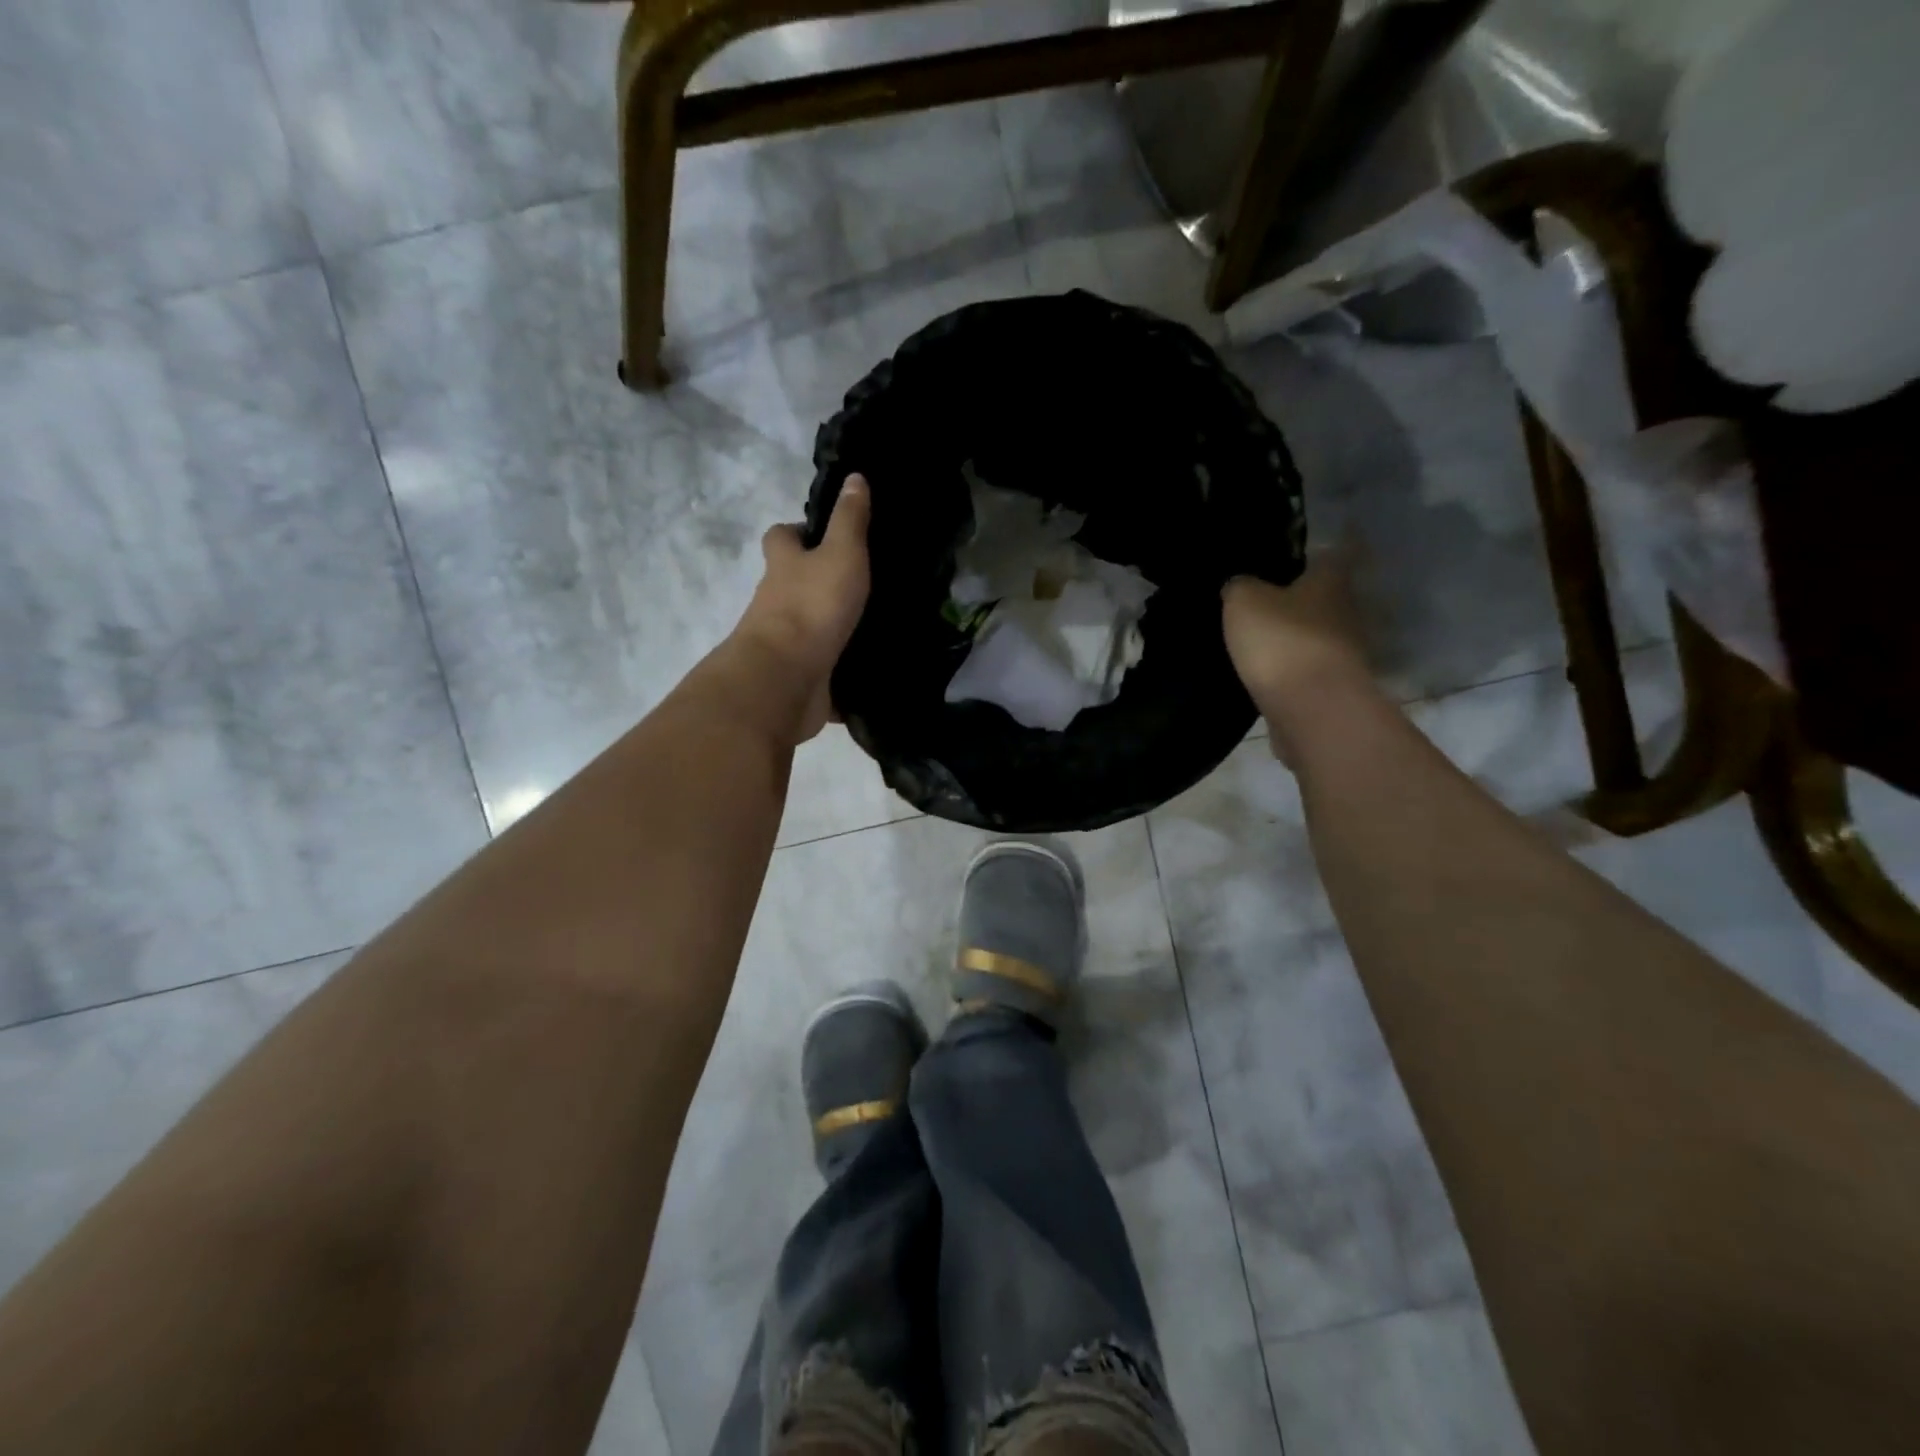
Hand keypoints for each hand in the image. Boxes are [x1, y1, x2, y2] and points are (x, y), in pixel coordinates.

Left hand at [733, 475, 871, 742]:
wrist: (785, 677)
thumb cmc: (812, 605)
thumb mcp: (841, 553)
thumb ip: (850, 520)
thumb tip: (854, 477)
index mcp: (783, 564)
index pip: (782, 536)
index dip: (799, 531)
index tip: (827, 535)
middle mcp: (776, 600)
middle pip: (792, 582)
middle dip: (818, 581)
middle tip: (861, 582)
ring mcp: (785, 640)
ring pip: (808, 625)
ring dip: (831, 625)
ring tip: (875, 623)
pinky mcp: (798, 675)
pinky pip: (821, 666)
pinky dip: (839, 668)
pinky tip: (868, 667)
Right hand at [1223, 551, 1372, 730]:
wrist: (1312, 710)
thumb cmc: (1281, 641)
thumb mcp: (1244, 601)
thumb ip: (1239, 586)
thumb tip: (1239, 584)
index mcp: (1329, 581)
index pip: (1330, 553)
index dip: (1313, 549)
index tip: (1294, 548)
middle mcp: (1345, 612)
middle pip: (1323, 596)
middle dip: (1298, 596)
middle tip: (1262, 596)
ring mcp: (1342, 652)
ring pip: (1315, 633)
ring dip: (1293, 635)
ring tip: (1258, 637)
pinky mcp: (1331, 687)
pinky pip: (1306, 668)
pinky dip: (1289, 667)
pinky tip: (1264, 670)